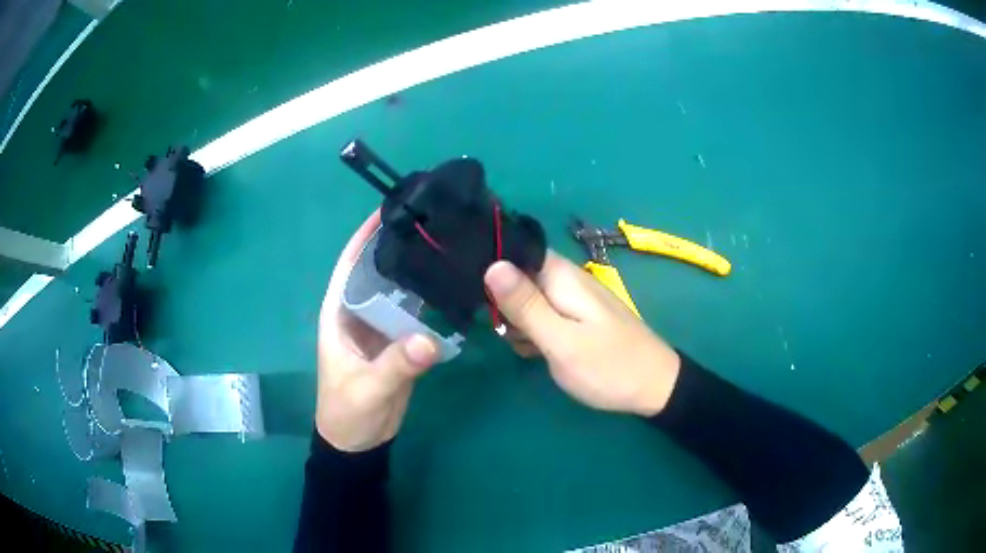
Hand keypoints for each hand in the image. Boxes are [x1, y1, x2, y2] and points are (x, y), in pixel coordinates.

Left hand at [316, 210, 439, 451]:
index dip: (365, 235)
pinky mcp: (397, 341)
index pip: (349, 265)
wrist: (359, 442)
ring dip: (415, 270)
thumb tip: (429, 341)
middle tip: (432, 221)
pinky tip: (449, 284)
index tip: (390, 207)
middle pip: (377, 270)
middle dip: (398, 245)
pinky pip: (412, 312)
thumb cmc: (348, 413)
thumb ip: (395, 366)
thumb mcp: (367, 390)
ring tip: (445, 245)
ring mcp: (379, 326)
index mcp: (338, 313)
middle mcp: (357, 312)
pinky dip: (427, 298)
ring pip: (396, 289)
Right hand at [485, 252, 680, 415]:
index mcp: (561, 276)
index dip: (492, 269)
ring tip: (530, 349)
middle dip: (506, 305)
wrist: (655, 387)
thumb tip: (492, 265)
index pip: (515, 251)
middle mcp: (567, 279)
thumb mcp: (560, 341)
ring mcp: (574, 298)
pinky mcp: (578, 316)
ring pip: (528, 299)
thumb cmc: (607, 367)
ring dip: (520, 323)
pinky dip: (536, 332)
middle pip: (518, 277)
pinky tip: (539, 352)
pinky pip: (545, 315)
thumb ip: (525, 305)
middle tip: (512, 335)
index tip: (478, 299)